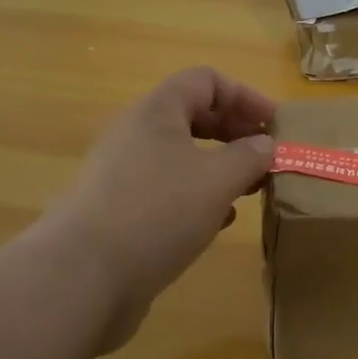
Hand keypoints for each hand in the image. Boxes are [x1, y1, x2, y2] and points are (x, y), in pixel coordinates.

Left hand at [39, 67, 275, 349]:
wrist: (81, 277)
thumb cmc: (157, 212)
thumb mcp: (217, 180)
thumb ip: (249, 156)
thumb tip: (264, 145)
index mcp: (156, 111)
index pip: (206, 81)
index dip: (246, 96)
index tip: (276, 127)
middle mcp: (135, 134)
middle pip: (193, 116)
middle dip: (234, 134)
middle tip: (266, 159)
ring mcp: (122, 174)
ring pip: (180, 157)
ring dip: (218, 167)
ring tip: (248, 191)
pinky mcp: (118, 211)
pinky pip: (166, 191)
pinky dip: (196, 197)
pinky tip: (217, 222)